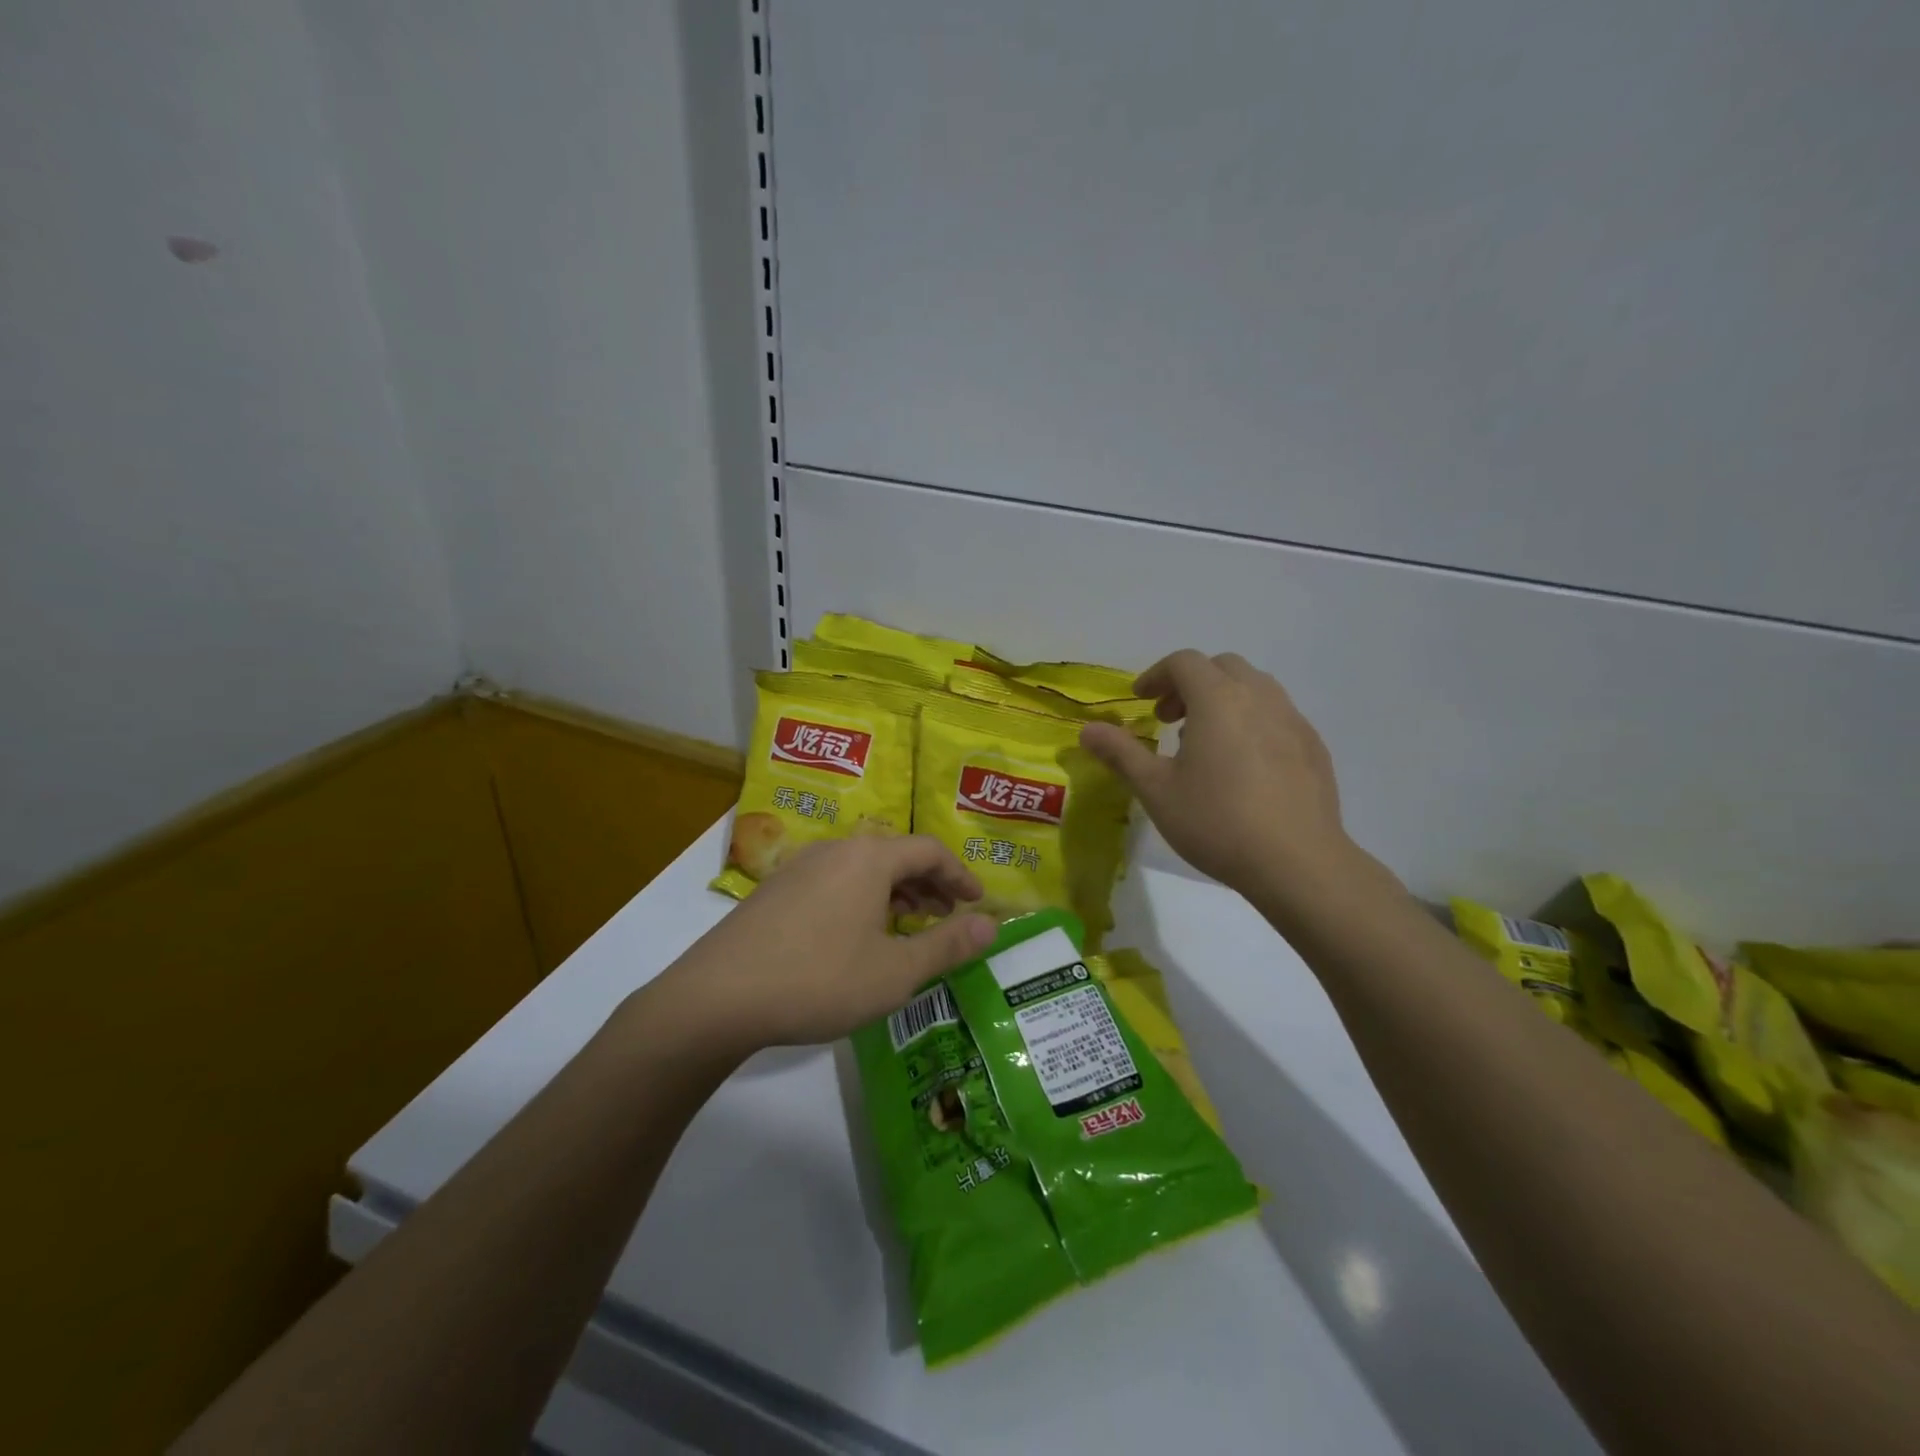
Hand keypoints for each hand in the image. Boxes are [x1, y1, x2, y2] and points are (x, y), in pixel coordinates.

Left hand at [650, 835, 997, 1054]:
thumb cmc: (820, 980)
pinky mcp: (776, 890)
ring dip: (895, 892)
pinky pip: (835, 881)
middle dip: (929, 884)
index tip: (977, 903)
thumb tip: (991, 926)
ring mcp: (800, 867)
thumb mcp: (895, 972)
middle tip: (948, 916)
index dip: (960, 875)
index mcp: (869, 858)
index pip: (929, 850)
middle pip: (896, 854)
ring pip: (863, 868)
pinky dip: (863, 899)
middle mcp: (836, 850)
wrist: (718, 998)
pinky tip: (859, 936)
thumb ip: (947, 945)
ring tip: (909, 927)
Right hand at [1080, 650, 1358, 907]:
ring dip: (1223, 699)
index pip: (1184, 662)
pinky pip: (1277, 715)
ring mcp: (1293, 720)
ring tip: (1205, 742)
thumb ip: (1121, 753)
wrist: (1297, 862)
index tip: (1141, 701)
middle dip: (1190, 683)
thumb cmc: (1216, 821)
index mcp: (1218, 699)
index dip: (1157, 675)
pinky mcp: (1314, 747)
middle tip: (1169, 719)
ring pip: (1254, 688)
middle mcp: (1259, 697)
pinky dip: (1251, 721)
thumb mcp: (1156, 790)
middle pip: (1222, 667)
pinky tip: (1243, 766)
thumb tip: (1087, 730)